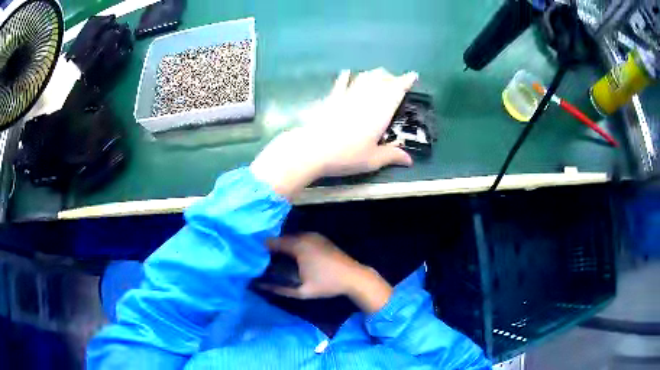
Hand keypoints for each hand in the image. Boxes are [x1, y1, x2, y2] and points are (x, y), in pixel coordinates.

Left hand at [250, 68, 417, 198]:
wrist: (312, 149)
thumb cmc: (346, 155)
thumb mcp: (373, 159)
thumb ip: (392, 156)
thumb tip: (409, 160)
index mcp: (380, 111)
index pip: (396, 89)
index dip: (406, 81)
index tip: (412, 75)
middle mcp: (366, 98)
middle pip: (381, 79)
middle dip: (391, 77)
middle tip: (396, 82)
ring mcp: (347, 96)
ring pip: (364, 77)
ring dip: (374, 74)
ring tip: (379, 76)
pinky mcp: (332, 99)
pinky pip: (341, 84)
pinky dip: (346, 77)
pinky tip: (347, 73)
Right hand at [261, 233, 392, 312]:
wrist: (354, 277)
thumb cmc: (328, 284)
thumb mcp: (302, 291)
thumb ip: (278, 289)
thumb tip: (259, 286)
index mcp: (298, 246)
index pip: (273, 242)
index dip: (262, 249)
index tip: (254, 258)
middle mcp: (305, 236)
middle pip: (282, 238)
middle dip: (273, 247)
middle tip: (264, 259)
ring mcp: (314, 236)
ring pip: (292, 237)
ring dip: (284, 245)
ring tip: (276, 258)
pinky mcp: (321, 238)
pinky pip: (301, 238)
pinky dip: (294, 244)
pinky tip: (292, 256)